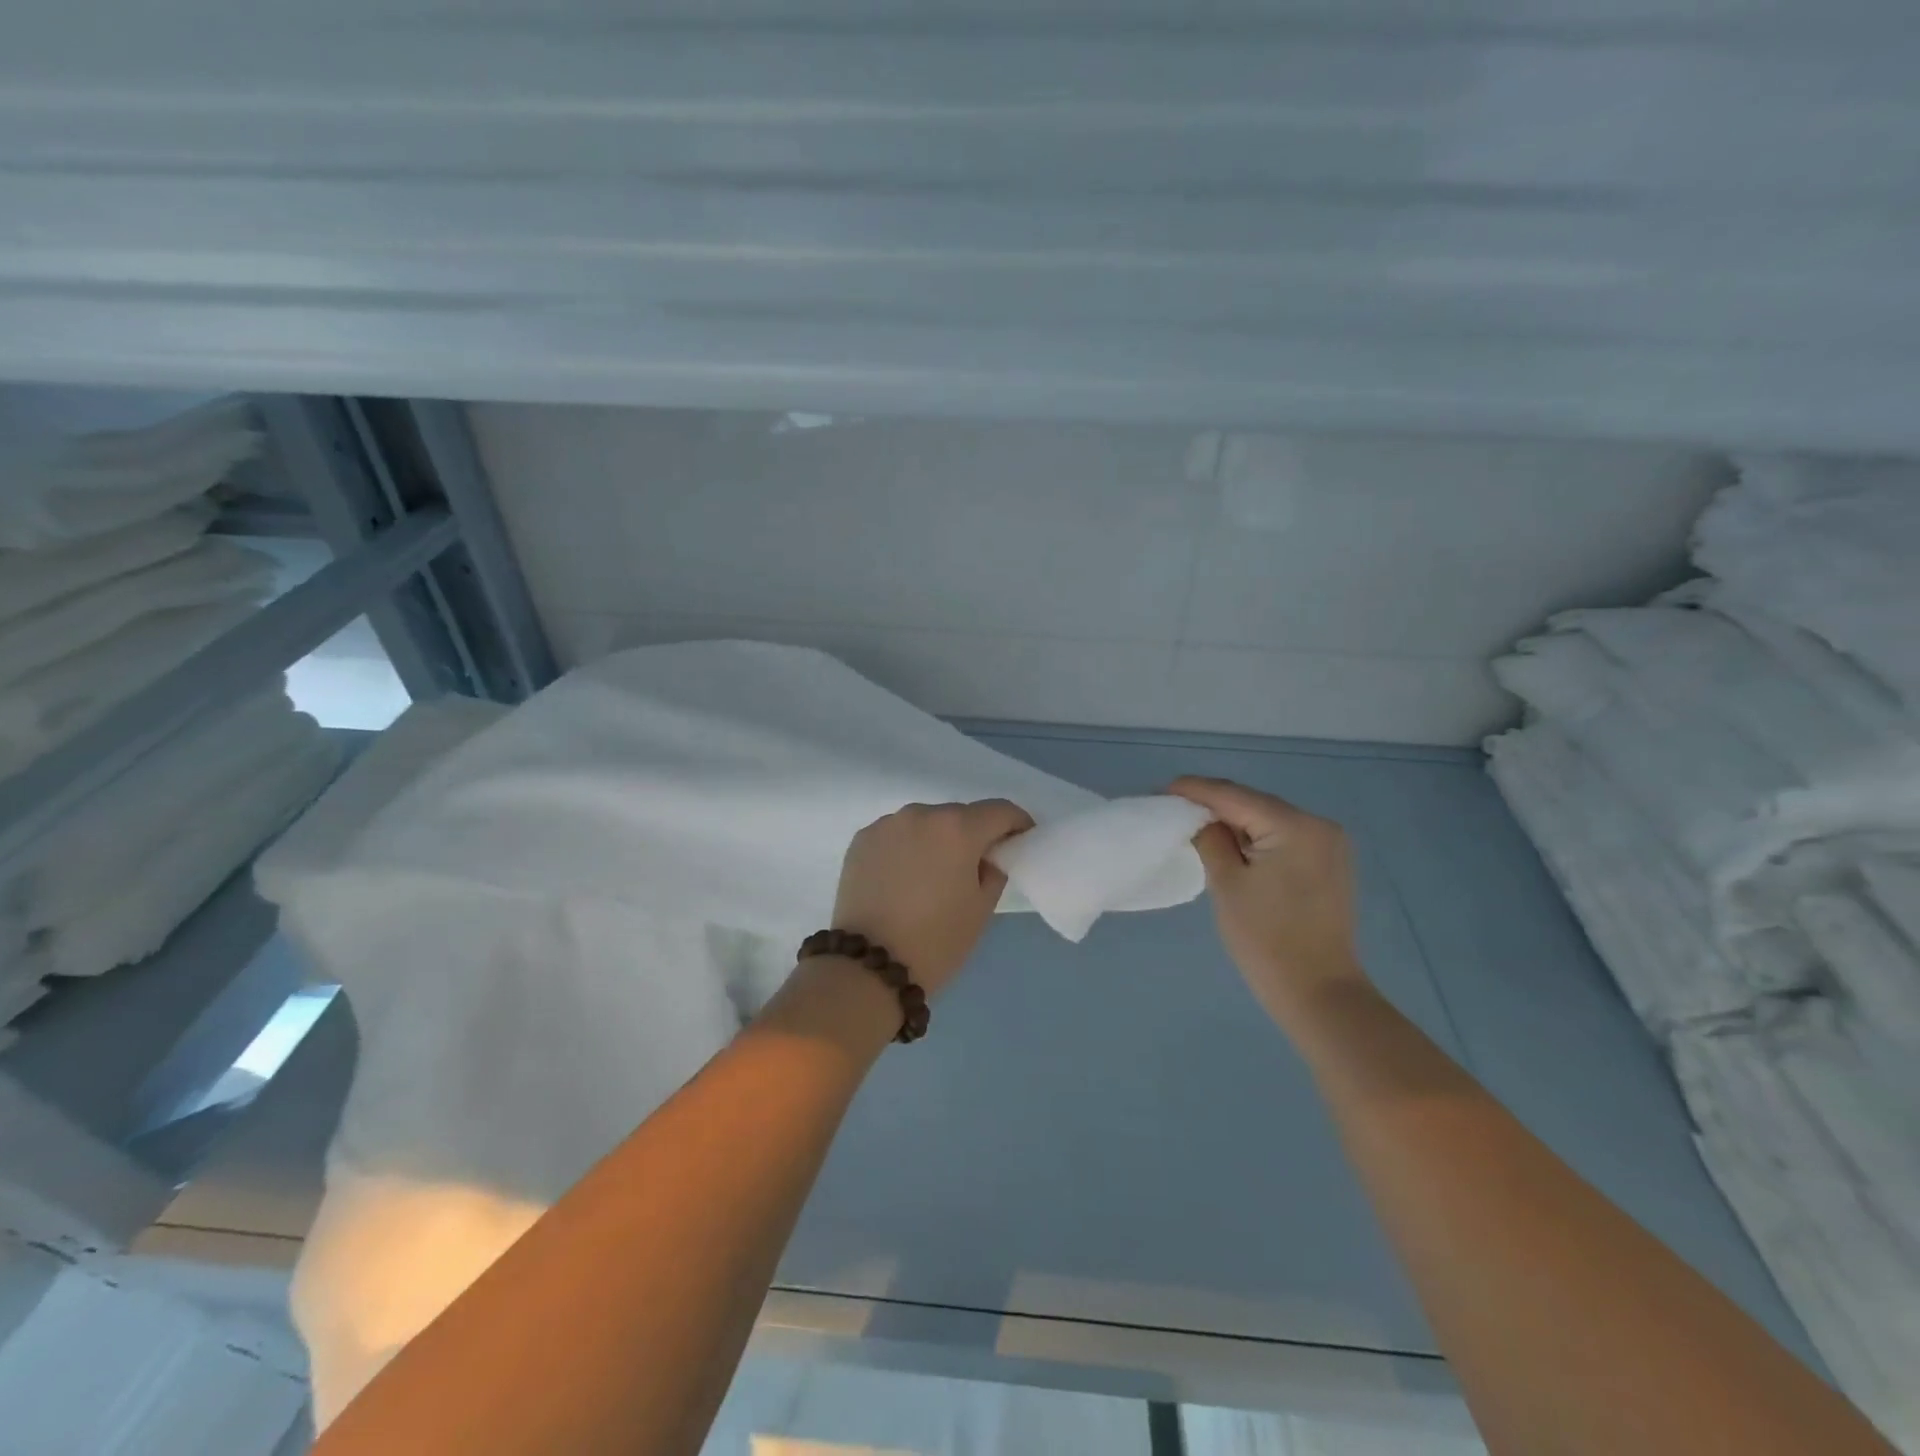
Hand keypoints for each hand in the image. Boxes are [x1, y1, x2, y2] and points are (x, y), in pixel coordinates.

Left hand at [830, 800, 1035, 997]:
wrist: (869, 966)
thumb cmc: (936, 940)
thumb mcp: (981, 908)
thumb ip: (994, 869)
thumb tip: (986, 855)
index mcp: (957, 828)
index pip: (1000, 811)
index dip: (1017, 824)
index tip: (1020, 841)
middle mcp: (921, 813)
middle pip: (960, 814)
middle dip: (973, 834)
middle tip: (975, 866)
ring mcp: (887, 824)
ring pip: (925, 822)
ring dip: (937, 838)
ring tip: (934, 873)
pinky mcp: (861, 839)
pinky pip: (897, 835)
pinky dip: (907, 847)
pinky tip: (904, 878)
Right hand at [1169, 776, 1368, 1025]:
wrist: (1319, 993)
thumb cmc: (1266, 940)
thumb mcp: (1227, 884)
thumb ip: (1210, 840)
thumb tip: (1199, 817)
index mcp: (1296, 826)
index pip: (1235, 796)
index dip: (1195, 790)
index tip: (1161, 790)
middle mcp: (1319, 825)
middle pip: (1254, 803)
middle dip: (1214, 804)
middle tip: (1173, 805)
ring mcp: (1329, 844)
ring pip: (1268, 819)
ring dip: (1234, 820)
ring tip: (1194, 821)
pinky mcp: (1329, 862)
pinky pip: (1283, 836)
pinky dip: (1255, 835)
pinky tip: (1229, 841)